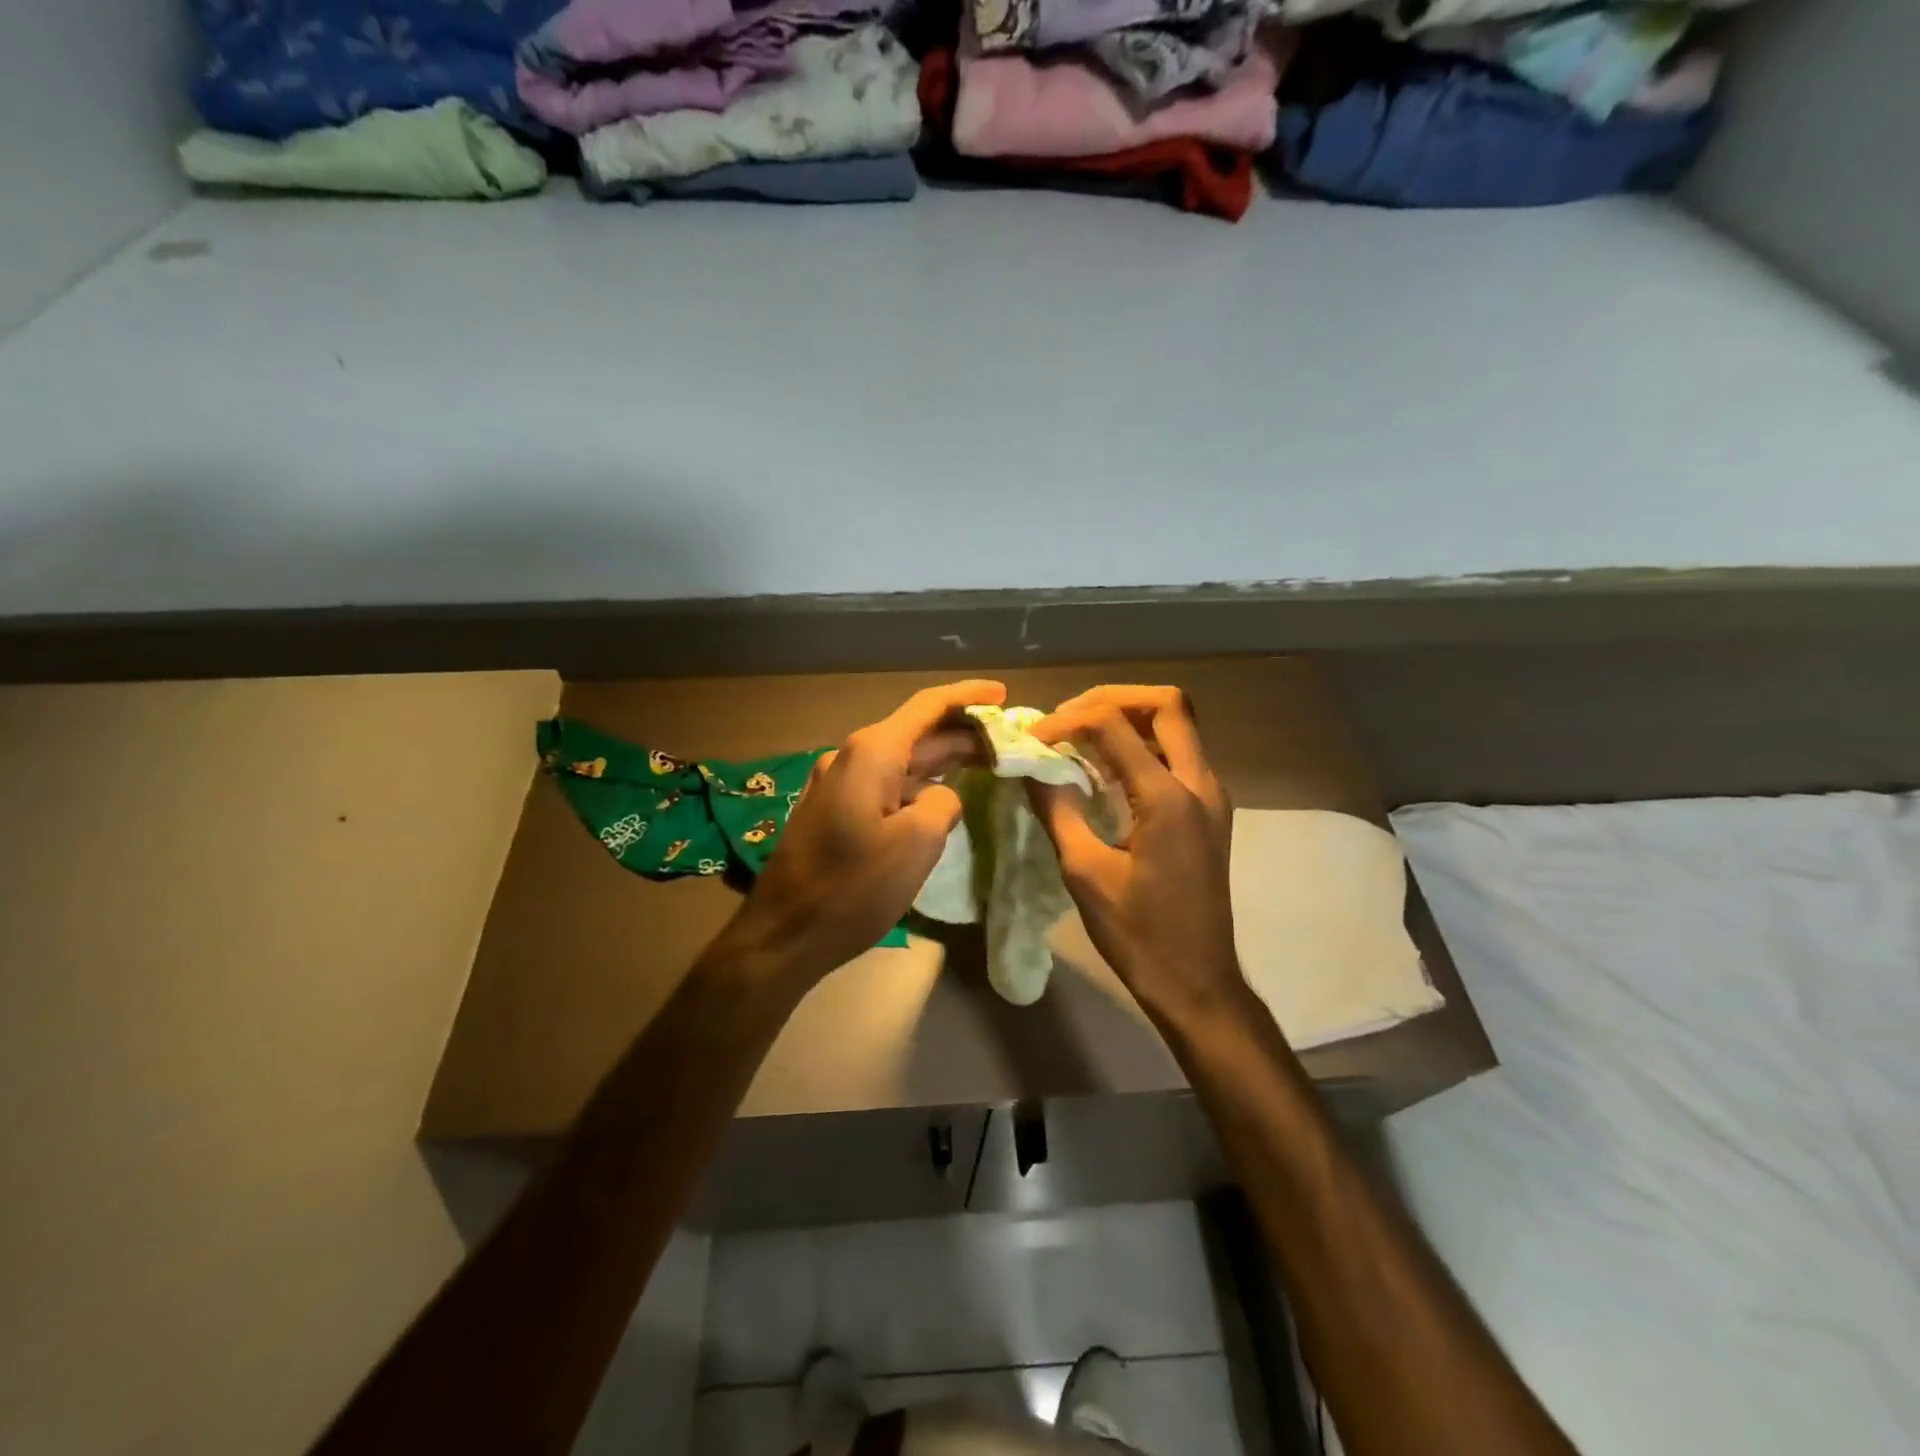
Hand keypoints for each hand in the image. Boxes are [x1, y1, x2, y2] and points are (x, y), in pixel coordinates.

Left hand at [716, 680, 1006, 986]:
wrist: (783, 934)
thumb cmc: (853, 888)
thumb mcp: (917, 844)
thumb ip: (943, 803)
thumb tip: (941, 795)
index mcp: (871, 753)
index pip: (927, 707)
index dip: (968, 696)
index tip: (1003, 692)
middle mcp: (850, 757)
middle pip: (916, 733)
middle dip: (961, 734)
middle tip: (1007, 740)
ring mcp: (837, 784)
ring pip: (900, 761)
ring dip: (941, 761)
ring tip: (985, 763)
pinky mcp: (833, 811)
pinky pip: (884, 784)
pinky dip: (917, 784)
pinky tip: (940, 795)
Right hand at [1028, 686, 1244, 1026]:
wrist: (1197, 982)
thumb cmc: (1139, 934)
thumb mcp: (1085, 873)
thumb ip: (1056, 810)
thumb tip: (1028, 767)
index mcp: (1168, 798)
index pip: (1113, 725)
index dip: (1066, 721)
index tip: (1032, 740)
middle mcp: (1200, 784)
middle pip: (1165, 704)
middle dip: (1111, 698)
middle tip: (1067, 718)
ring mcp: (1211, 796)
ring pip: (1177, 725)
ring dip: (1129, 718)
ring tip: (1081, 736)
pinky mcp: (1209, 811)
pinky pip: (1179, 753)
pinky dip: (1142, 744)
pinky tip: (1106, 768)